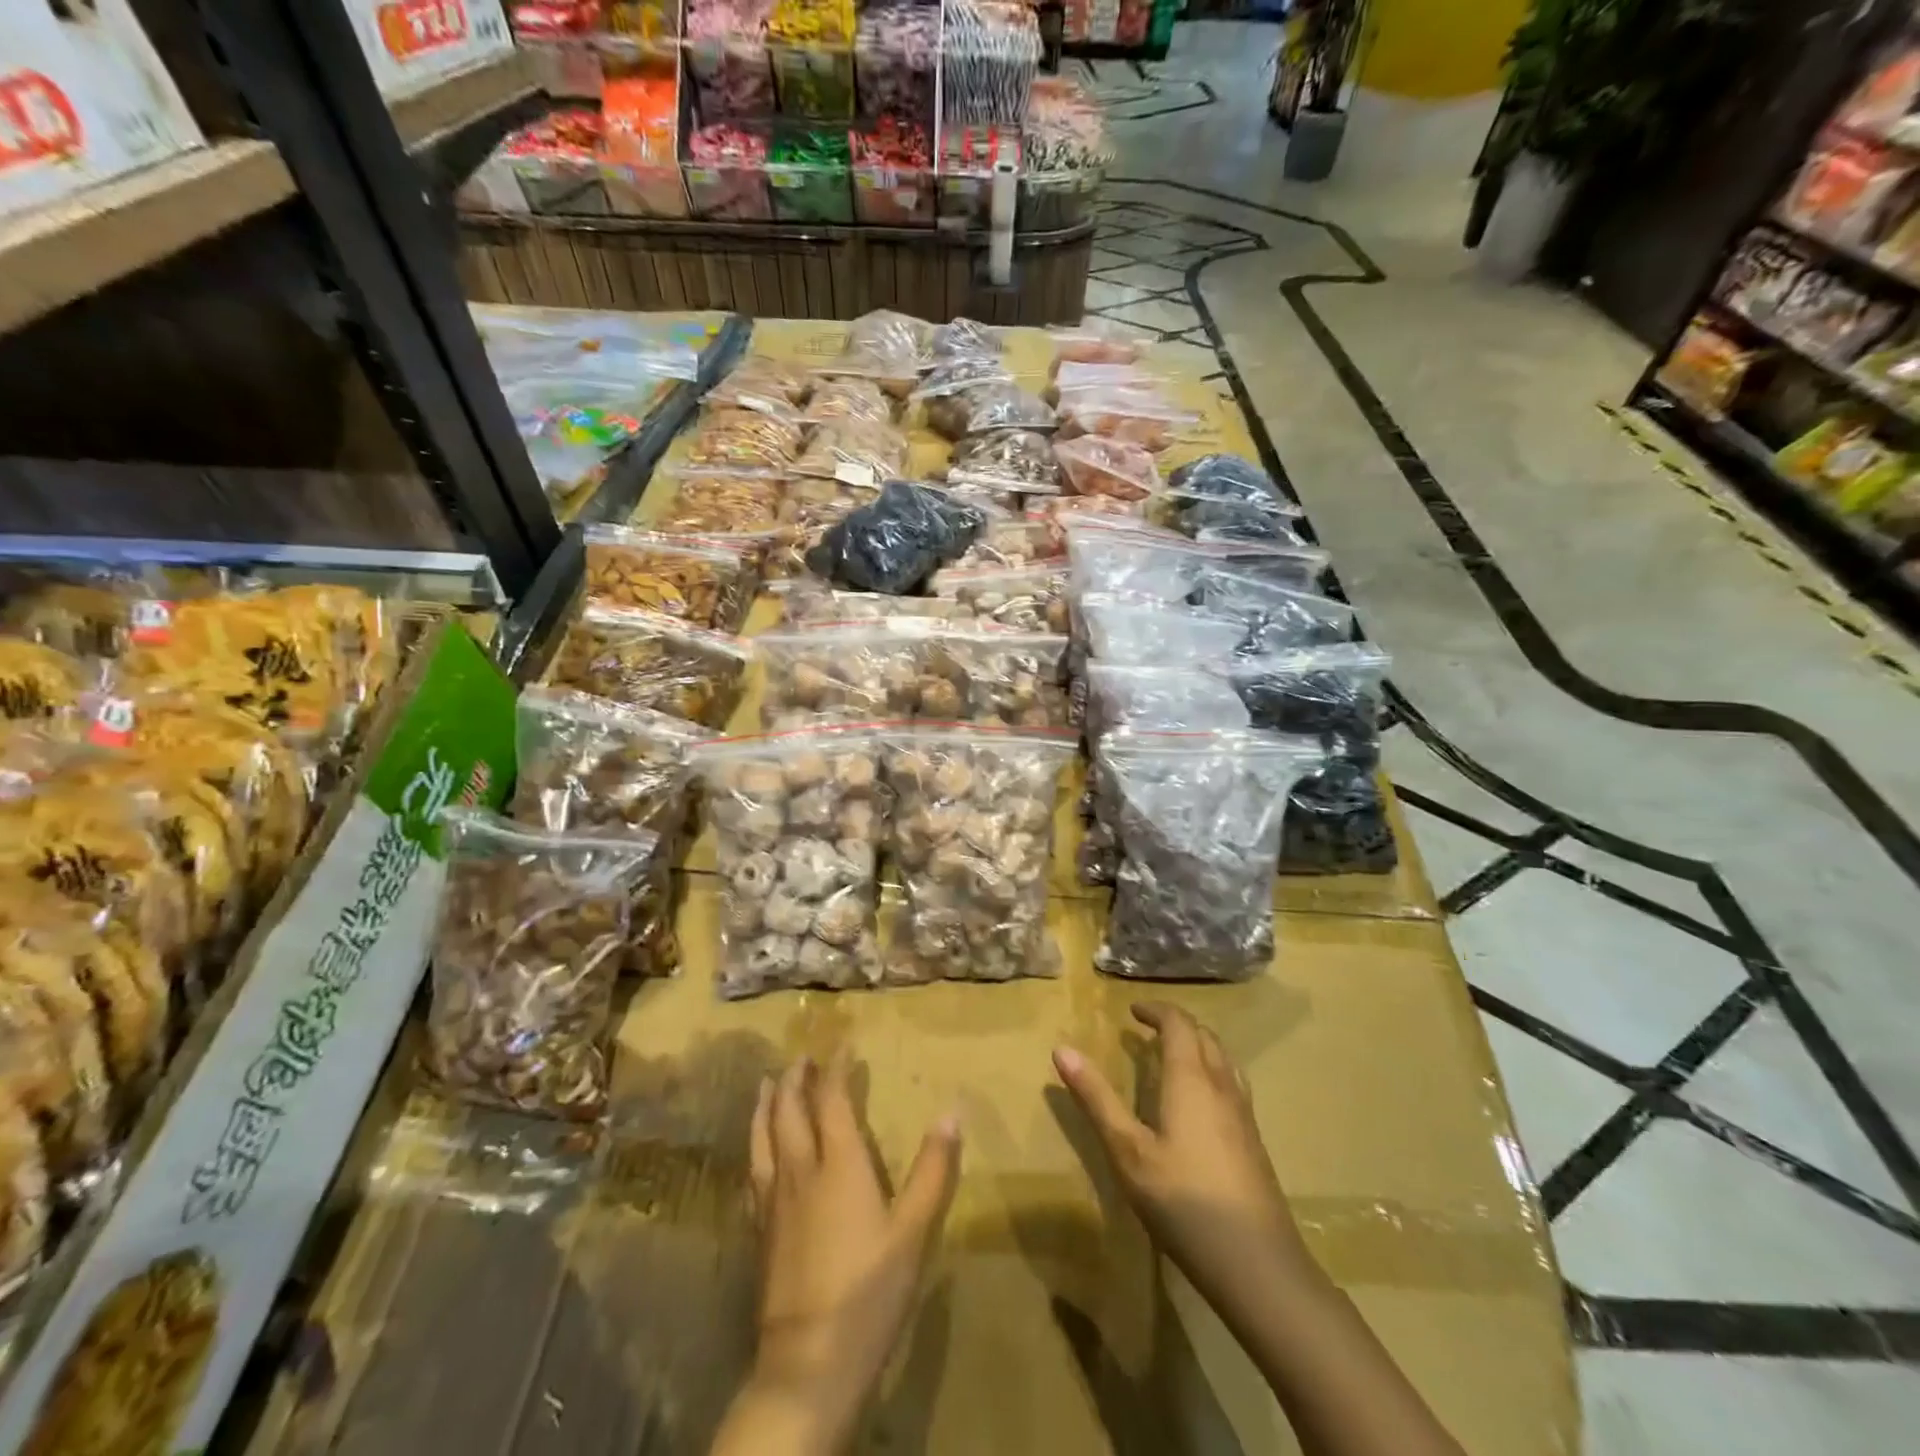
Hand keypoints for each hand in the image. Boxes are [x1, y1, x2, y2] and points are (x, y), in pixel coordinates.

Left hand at [739, 1051, 960, 1447]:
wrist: (809, 1361)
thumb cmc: (869, 1290)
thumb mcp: (913, 1230)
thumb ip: (932, 1170)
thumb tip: (951, 1113)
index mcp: (839, 1164)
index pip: (833, 1100)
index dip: (837, 1068)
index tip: (843, 1044)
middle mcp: (801, 1171)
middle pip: (790, 1111)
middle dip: (796, 1079)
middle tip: (801, 1057)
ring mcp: (774, 1202)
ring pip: (763, 1138)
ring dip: (766, 1105)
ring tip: (767, 1084)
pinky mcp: (759, 1231)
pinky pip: (753, 1173)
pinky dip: (754, 1147)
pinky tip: (754, 1152)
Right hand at [1053, 1002, 1311, 1309]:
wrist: (1260, 1266)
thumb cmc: (1184, 1202)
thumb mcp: (1128, 1151)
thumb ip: (1096, 1099)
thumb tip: (1061, 1049)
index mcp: (1191, 1079)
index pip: (1178, 1024)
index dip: (1156, 1010)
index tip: (1132, 1010)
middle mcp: (1222, 1086)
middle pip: (1204, 1036)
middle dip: (1176, 1024)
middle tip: (1147, 1029)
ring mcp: (1244, 1114)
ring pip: (1223, 1059)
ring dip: (1197, 1045)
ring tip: (1172, 1057)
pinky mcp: (1254, 1142)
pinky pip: (1232, 1084)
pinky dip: (1211, 1070)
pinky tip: (1199, 1104)